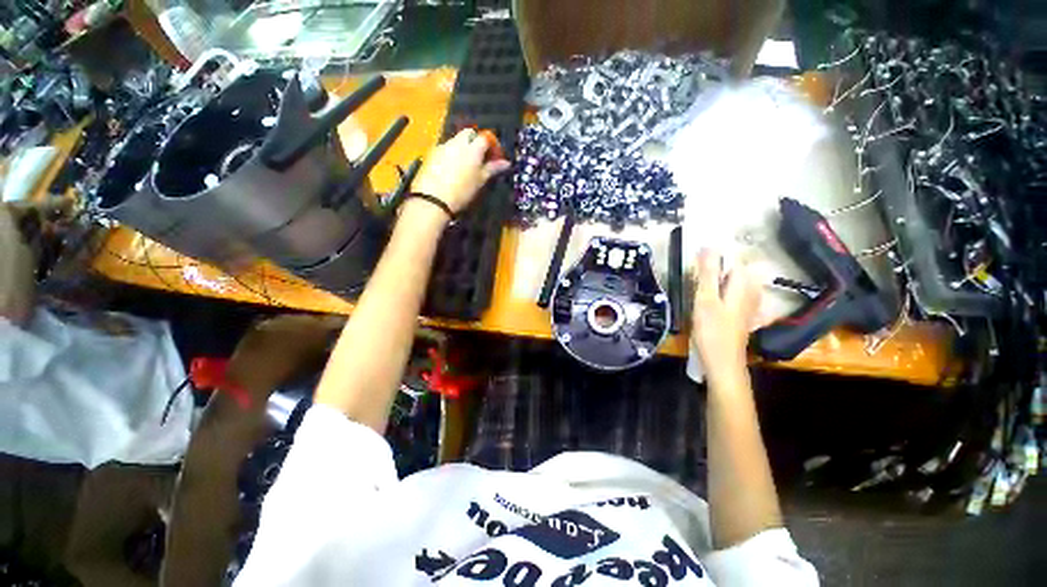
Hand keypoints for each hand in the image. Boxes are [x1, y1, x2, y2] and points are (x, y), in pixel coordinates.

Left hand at [411, 129, 510, 213]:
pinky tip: (451, 170)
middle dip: (476, 142)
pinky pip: (445, 149)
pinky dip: (451, 155)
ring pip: (456, 141)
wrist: (433, 199)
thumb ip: (492, 169)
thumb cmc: (462, 191)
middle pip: (469, 133)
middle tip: (480, 158)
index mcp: (472, 148)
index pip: (485, 137)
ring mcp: (442, 146)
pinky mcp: (431, 154)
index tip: (495, 158)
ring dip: (463, 148)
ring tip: (466, 166)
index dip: (492, 145)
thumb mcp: (480, 181)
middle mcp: (457, 142)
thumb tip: (506, 163)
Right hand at [691, 249, 762, 380]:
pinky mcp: (745, 313)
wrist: (723, 362)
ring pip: (733, 282)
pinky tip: (710, 302)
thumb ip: (707, 273)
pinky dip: (721, 292)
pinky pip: (734, 294)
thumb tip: (708, 246)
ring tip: (700, 291)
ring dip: (716, 281)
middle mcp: (752, 290)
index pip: (732, 258)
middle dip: (714, 270)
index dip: (713, 258)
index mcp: (743, 284)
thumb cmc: (712, 330)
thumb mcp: (705, 299)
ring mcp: (750, 303)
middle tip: (695, 282)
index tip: (695, 267)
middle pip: (734, 270)